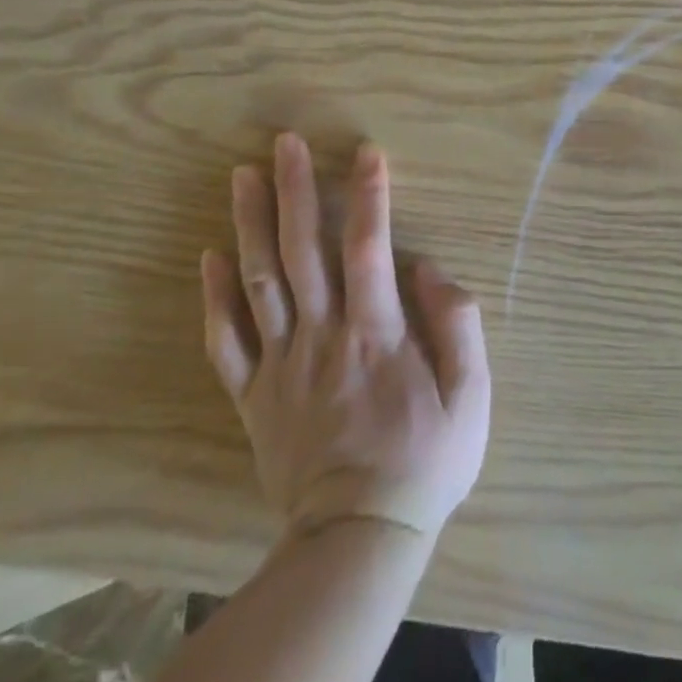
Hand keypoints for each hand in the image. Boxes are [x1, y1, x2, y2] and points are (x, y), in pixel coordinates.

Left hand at [201, 135, 490, 540]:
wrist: (358, 539)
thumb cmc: (424, 461)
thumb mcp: (472, 397)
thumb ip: (456, 325)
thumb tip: (428, 269)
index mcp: (376, 332)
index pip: (369, 247)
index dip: (369, 195)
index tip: (366, 151)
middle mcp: (323, 335)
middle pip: (302, 250)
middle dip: (294, 190)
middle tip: (284, 142)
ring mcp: (281, 364)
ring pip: (260, 282)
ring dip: (250, 224)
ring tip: (243, 176)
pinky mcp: (254, 395)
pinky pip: (226, 341)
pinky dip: (214, 298)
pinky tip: (210, 256)